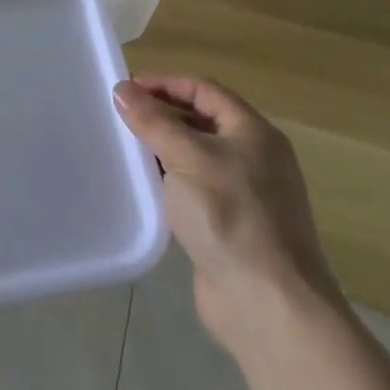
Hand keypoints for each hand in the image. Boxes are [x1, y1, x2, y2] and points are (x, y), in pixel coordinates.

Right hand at [114, 75, 342, 357]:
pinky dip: (170, 182)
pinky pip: (195, 190)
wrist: (269, 306)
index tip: (125, 89)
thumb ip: (154, 121)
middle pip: (201, 121)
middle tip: (119, 117)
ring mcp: (245, 194)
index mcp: (253, 132)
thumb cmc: (230, 216)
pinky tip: (145, 189)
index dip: (164, 84)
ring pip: (196, 157)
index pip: (204, 90)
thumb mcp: (187, 158)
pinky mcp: (230, 227)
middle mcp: (254, 157)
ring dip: (163, 149)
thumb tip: (123, 89)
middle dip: (161, 115)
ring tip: (125, 149)